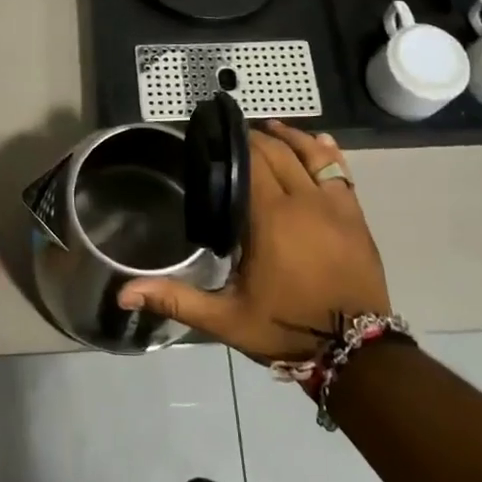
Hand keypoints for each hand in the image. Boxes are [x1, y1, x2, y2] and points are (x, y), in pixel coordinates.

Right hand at [117, 121, 391, 362]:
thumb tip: (124, 293)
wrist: (357, 353)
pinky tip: (316, 141)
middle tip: (233, 136)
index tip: (215, 138)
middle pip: (277, 153)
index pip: (251, 164)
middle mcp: (303, 201)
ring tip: (269, 127)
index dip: (233, 146)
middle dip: (255, 139)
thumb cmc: (286, 328)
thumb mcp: (226, 319)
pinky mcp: (355, 216)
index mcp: (270, 218)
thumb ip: (177, 299)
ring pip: (310, 155)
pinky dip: (326, 152)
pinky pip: (340, 171)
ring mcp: (335, 206)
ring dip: (289, 137)